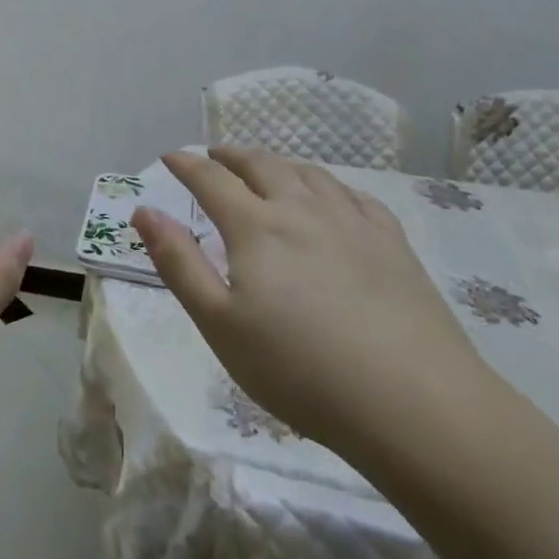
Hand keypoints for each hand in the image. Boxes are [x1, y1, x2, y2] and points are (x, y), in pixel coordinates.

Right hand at [133, 147, 491, 452]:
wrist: (413, 403)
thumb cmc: (300, 371)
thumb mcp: (219, 324)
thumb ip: (178, 263)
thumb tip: (144, 211)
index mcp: (256, 227)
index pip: (211, 180)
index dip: (186, 165)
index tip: (170, 157)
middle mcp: (302, 209)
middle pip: (262, 165)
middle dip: (232, 156)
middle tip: (215, 155)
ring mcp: (352, 222)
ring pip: (308, 173)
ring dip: (278, 163)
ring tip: (267, 168)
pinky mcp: (392, 242)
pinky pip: (354, 195)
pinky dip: (328, 185)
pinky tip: (331, 197)